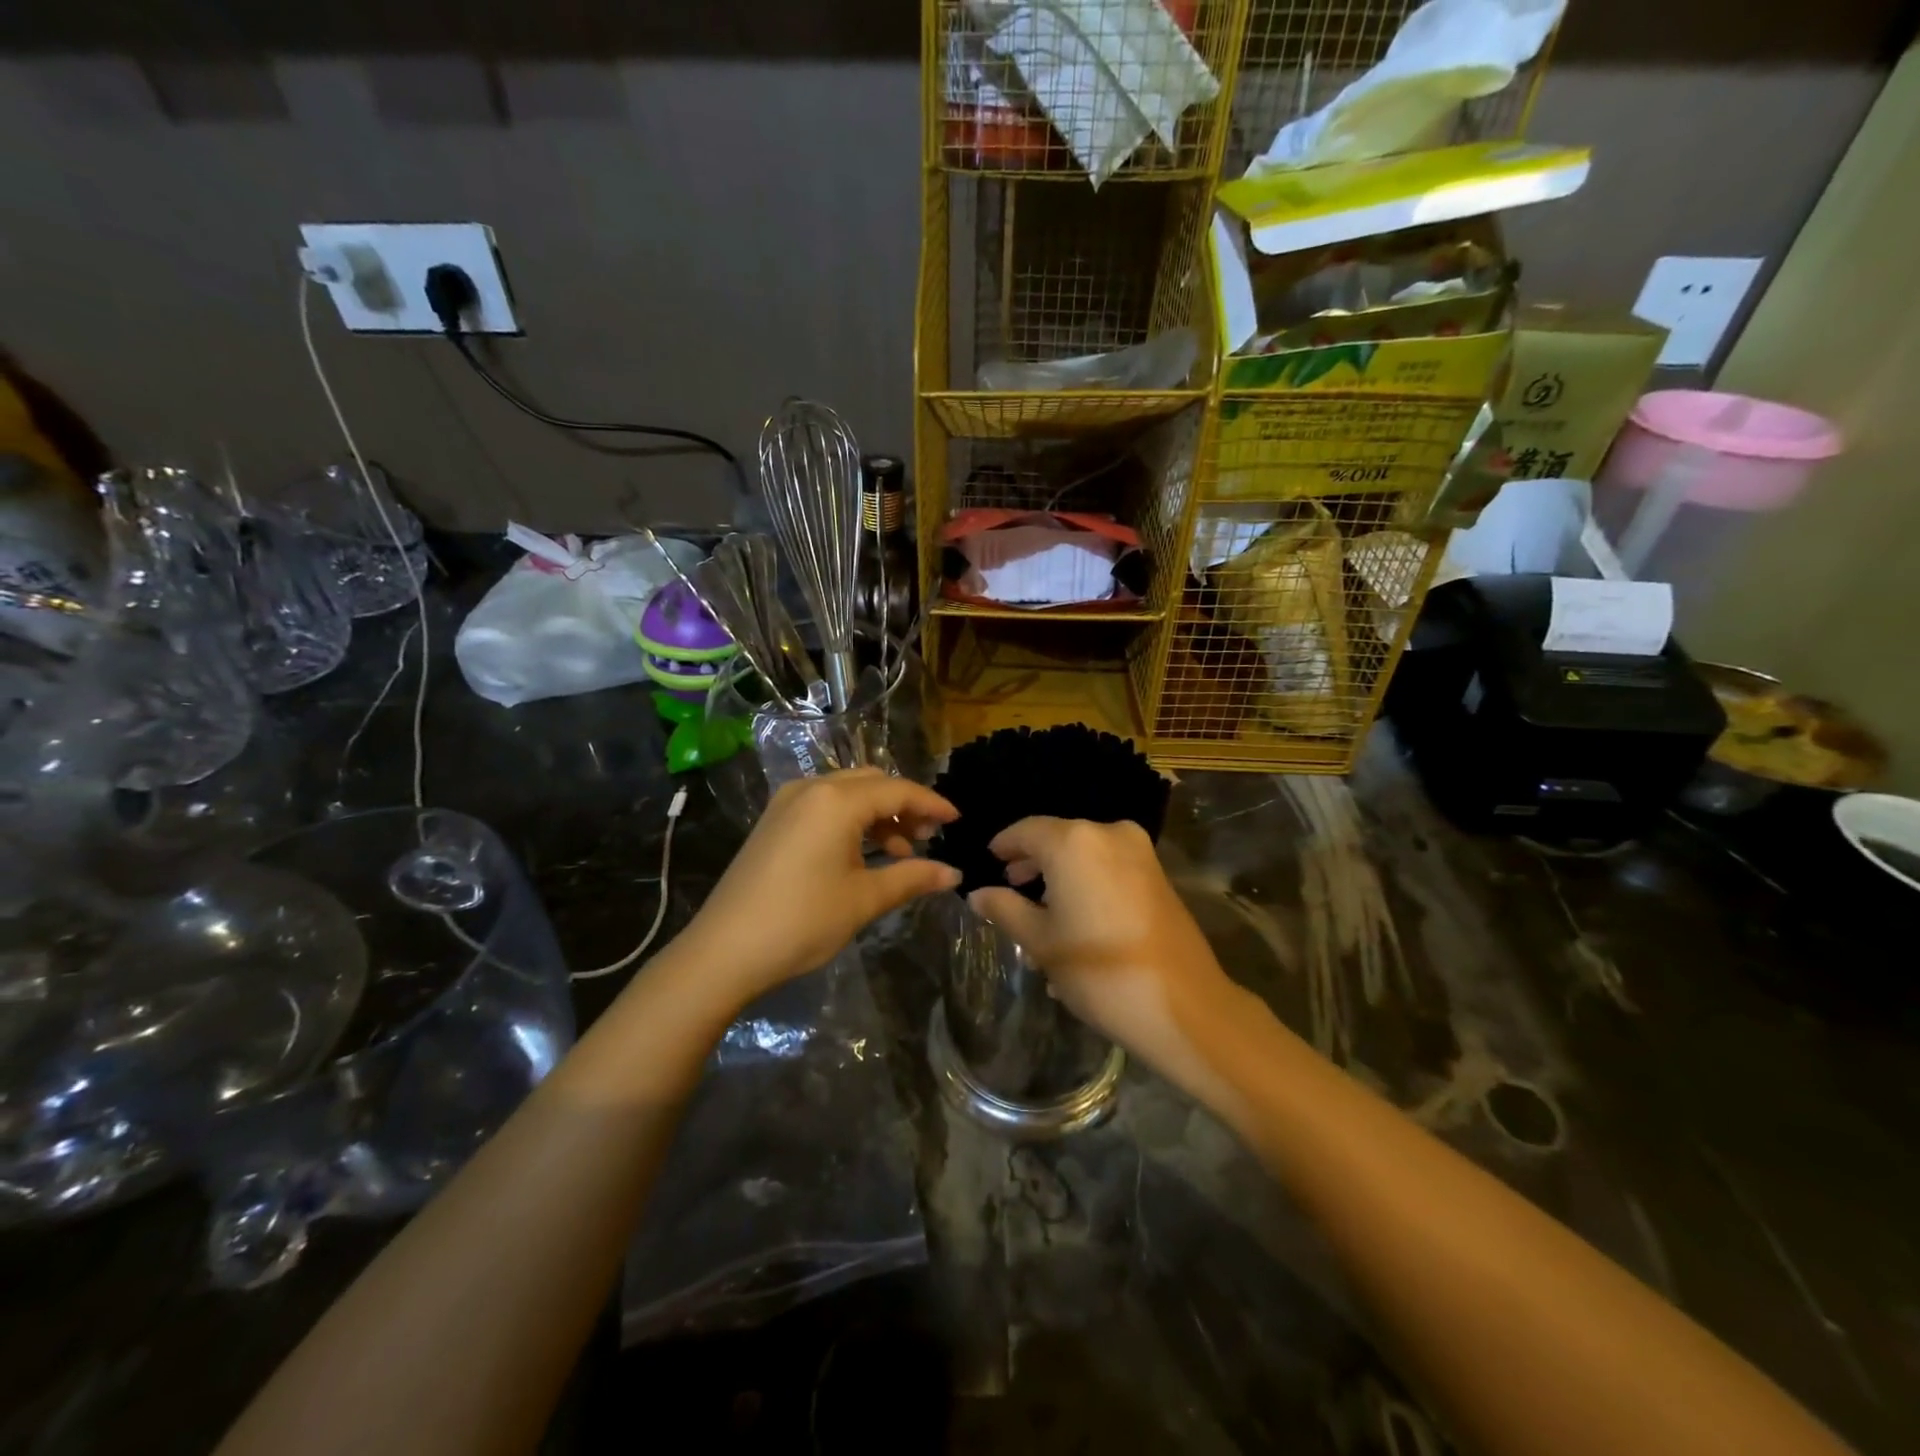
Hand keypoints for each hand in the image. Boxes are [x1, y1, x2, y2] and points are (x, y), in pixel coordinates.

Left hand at [683, 768, 960, 1003]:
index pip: (897, 790)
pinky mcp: (774, 820)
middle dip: (904, 806)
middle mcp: (811, 788)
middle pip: (872, 783)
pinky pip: (824, 806)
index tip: (957, 820)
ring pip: (847, 793)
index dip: (931, 804)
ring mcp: (787, 802)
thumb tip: (953, 874)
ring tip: (900, 852)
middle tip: (928, 838)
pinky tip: (863, 853)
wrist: (724, 951)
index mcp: (836, 800)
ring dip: (878, 815)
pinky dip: (851, 821)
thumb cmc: (801, 921)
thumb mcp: (863, 899)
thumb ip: (912, 878)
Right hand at [967, 818, 1241, 1084]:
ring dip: (1060, 872)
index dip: (1004, 845)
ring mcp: (1139, 852)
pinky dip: (1087, 879)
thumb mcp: (1040, 941)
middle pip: (1058, 838)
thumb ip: (1005, 908)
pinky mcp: (1158, 874)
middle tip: (1009, 886)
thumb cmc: (1098, 971)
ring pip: (1085, 852)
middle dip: (1033, 861)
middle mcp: (1108, 833)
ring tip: (1039, 907)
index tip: (988, 861)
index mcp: (1073, 842)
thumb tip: (977, 893)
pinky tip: (1075, 914)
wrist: (1182, 1004)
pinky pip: (1109, 865)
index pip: (1026, 830)